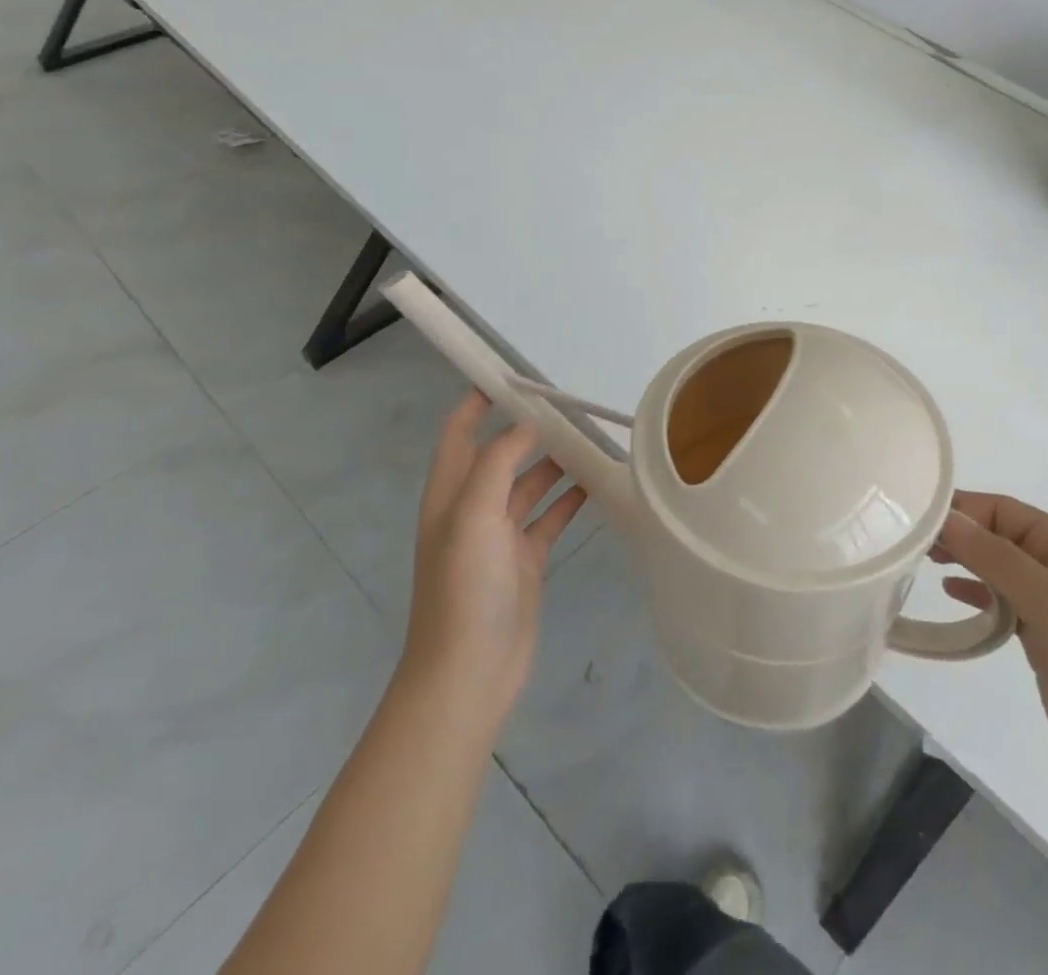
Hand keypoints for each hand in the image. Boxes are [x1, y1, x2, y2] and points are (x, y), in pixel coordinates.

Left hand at [399, 391, 588, 729]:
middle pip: (500, 455)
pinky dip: (570, 499)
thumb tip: (526, 424)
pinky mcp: (525, 560)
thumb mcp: (473, 515)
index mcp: (449, 494)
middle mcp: (473, 509)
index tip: (510, 374)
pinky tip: (597, 483)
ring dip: (555, 462)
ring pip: (530, 485)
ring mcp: (500, 537)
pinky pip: (551, 517)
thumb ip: (498, 463)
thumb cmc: (463, 588)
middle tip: (569, 404)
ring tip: (591, 437)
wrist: (468, 674)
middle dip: (528, 428)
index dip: (476, 402)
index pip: (459, 434)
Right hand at [934, 492, 1047, 796]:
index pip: (1001, 509)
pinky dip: (975, 592)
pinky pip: (1001, 600)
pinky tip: (951, 593)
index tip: (913, 518)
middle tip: (910, 542)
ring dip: (963, 560)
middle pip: (996, 534)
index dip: (960, 509)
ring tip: (922, 562)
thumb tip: (945, 517)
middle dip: (957, 533)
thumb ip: (994, 556)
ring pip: (995, 566)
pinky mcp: (1043, 637)